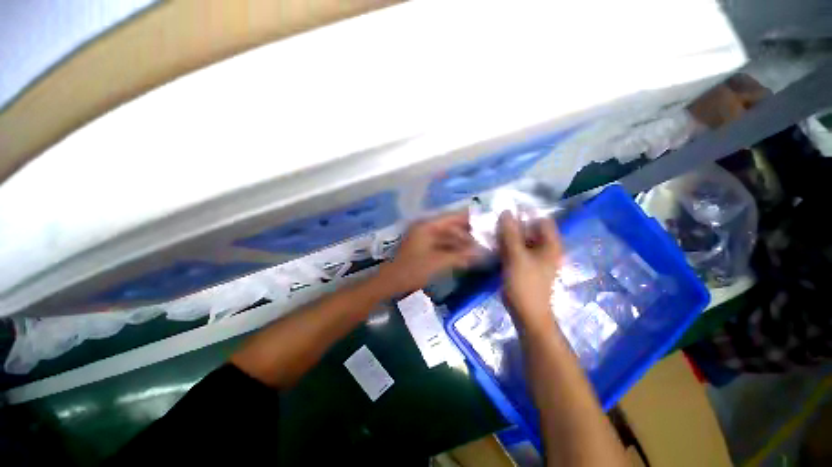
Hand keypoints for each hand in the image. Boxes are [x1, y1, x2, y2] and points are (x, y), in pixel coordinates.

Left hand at [378, 211, 477, 295]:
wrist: (390, 283)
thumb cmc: (412, 270)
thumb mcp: (437, 262)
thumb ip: (460, 256)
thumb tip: (480, 252)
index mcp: (427, 226)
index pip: (451, 217)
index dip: (468, 218)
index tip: (485, 220)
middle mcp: (426, 229)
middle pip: (450, 227)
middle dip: (467, 233)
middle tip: (485, 239)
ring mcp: (424, 239)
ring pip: (447, 237)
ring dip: (460, 243)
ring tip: (477, 249)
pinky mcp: (423, 249)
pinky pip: (442, 245)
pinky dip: (453, 250)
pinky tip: (464, 256)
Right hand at [498, 211, 562, 330]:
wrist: (526, 313)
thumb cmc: (525, 284)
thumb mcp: (516, 256)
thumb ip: (510, 233)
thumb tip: (506, 212)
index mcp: (550, 245)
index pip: (541, 220)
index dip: (526, 214)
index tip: (506, 211)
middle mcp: (544, 248)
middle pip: (530, 229)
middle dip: (513, 224)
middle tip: (495, 221)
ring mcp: (534, 257)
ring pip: (521, 239)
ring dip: (508, 234)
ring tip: (492, 230)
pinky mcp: (524, 264)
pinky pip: (515, 248)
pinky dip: (506, 245)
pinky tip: (494, 243)